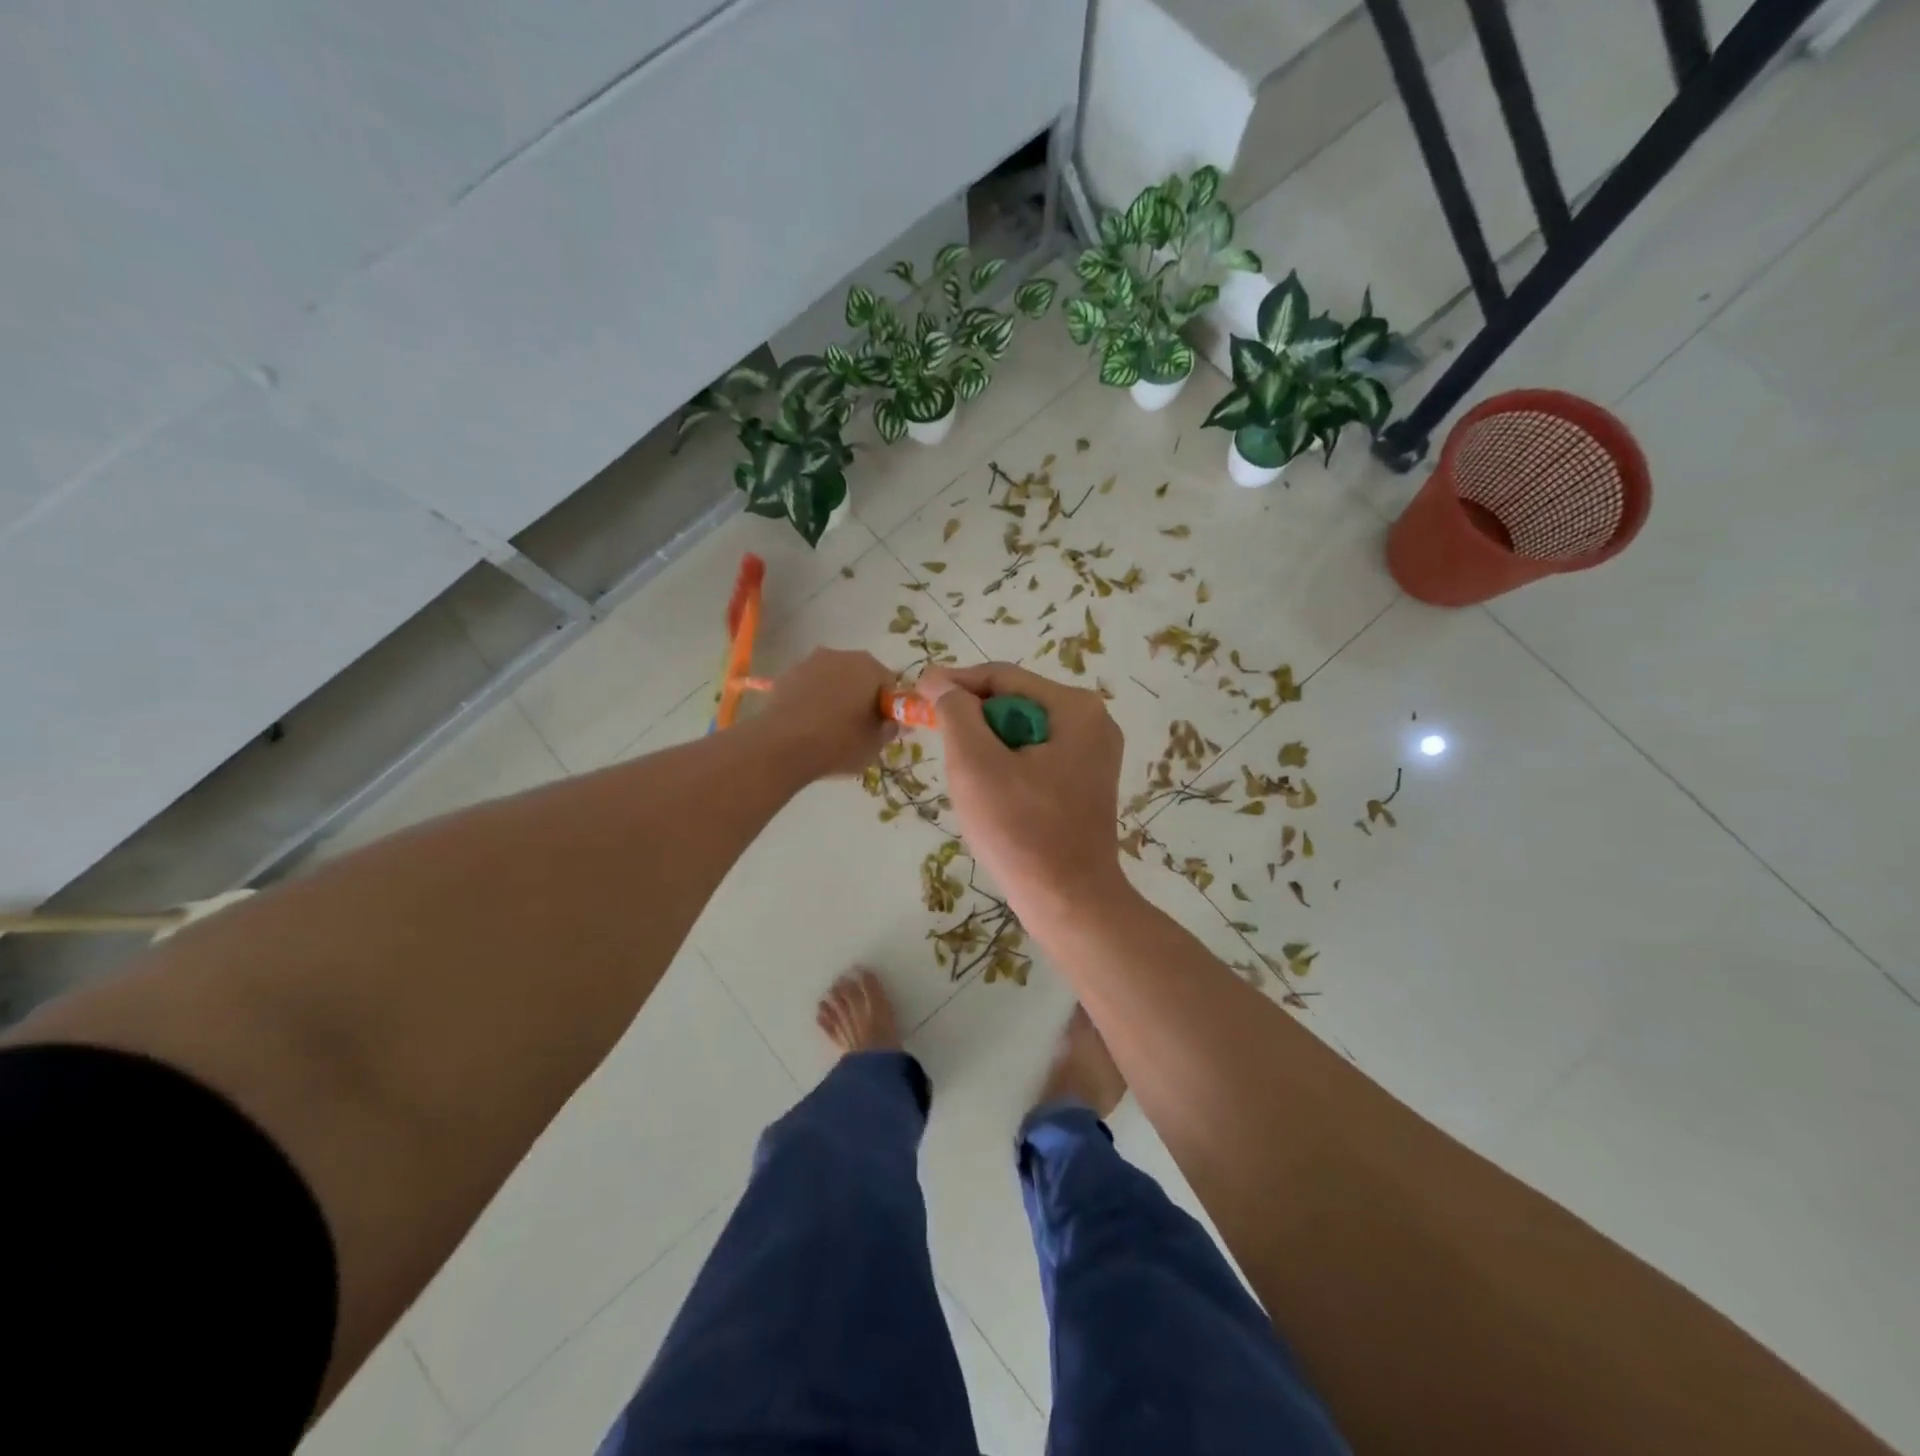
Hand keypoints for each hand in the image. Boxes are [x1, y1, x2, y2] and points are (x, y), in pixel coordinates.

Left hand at [759, 648, 897, 779]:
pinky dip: (813, 698)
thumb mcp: (874, 744)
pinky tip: (807, 722)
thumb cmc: (838, 743)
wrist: (781, 746)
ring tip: (828, 726)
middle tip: (857, 727)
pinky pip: (810, 685)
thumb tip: (895, 722)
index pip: (889, 684)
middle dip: (861, 696)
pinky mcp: (786, 674)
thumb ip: (890, 729)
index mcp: (869, 668)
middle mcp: (841, 655)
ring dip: (836, 695)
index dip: (887, 706)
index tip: (880, 727)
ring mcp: (810, 662)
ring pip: (833, 678)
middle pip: (860, 676)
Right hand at [917, 662, 1128, 920]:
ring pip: (1022, 733)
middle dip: (973, 720)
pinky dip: (1007, 766)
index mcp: (1075, 708)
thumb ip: (955, 712)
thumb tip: (939, 680)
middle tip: (937, 741)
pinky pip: (1036, 757)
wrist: (1069, 902)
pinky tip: (993, 796)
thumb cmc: (1020, 830)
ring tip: (965, 776)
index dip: (955, 683)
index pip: (1002, 677)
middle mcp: (1093, 723)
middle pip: (1015, 703)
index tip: (916, 695)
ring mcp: (1093, 755)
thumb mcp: (976, 763)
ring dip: (987, 747)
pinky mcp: (1086, 783)